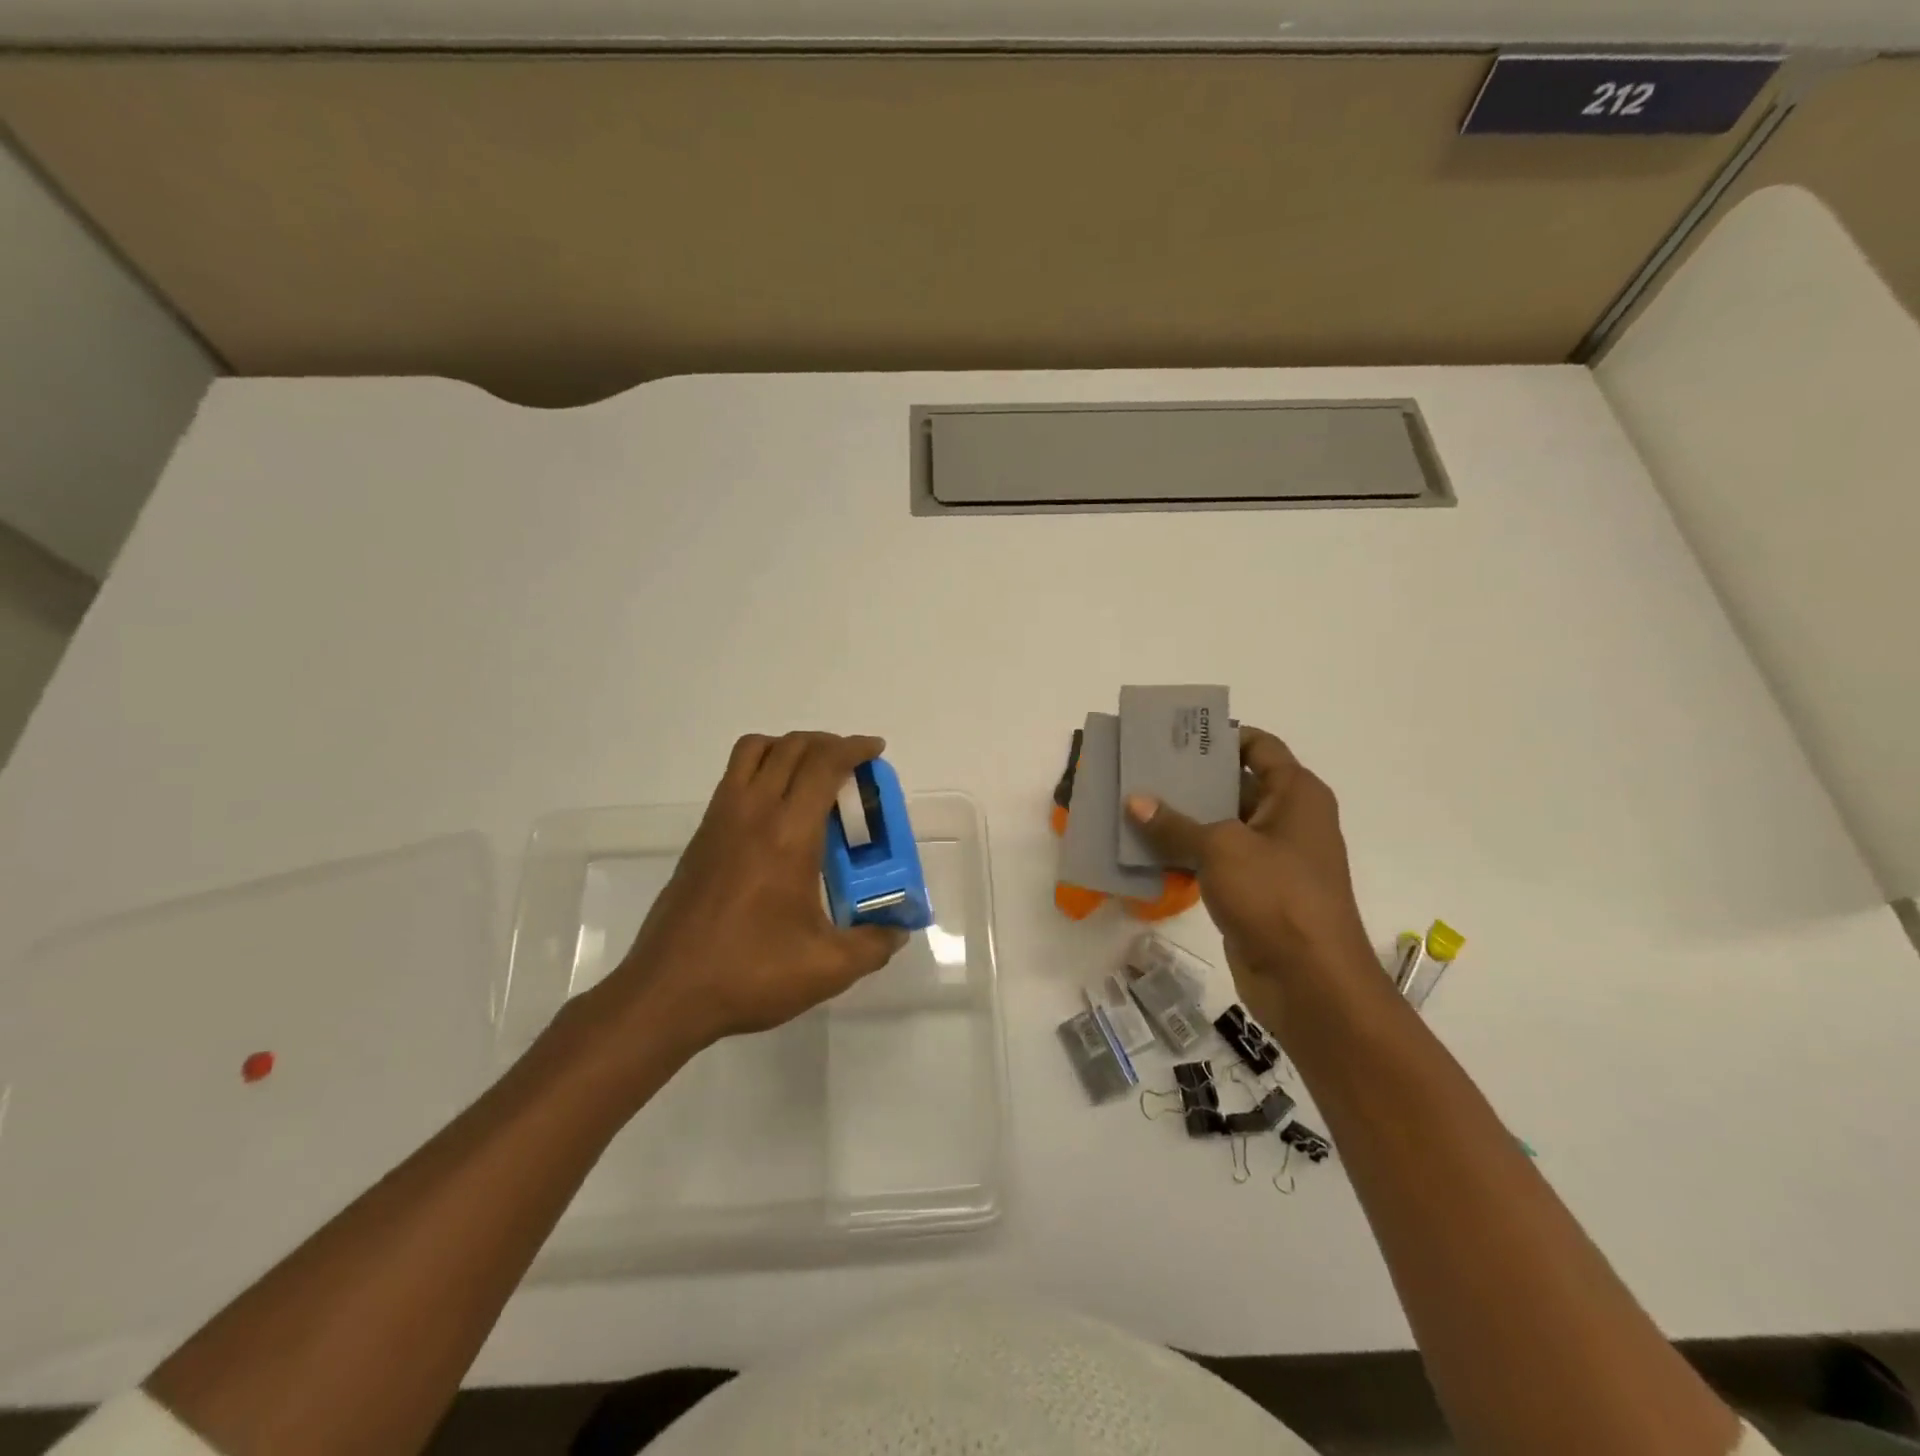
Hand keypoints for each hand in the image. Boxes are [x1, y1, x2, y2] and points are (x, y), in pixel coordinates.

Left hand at [588, 732, 908, 1057]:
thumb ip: (873, 945)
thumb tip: (898, 930)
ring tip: (812, 774)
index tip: (875, 750)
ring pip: (754, 751)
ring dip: (789, 747)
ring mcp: (720, 821)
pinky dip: (762, 769)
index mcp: (788, 835)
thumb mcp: (827, 969)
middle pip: (791, 747)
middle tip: (852, 765)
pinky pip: (734, 777)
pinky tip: (778, 813)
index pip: (823, 765)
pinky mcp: (701, 837)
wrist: (666, 992)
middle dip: (827, 742)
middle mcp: (752, 814)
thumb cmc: (750, 974)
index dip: (853, 748)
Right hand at [1124, 725, 1372, 1020]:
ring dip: (1180, 820)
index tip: (1175, 736)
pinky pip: (1213, 861)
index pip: (1258, 746)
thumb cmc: (1276, 897)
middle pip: (1233, 784)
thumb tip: (1135, 801)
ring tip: (1132, 806)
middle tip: (1140, 770)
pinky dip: (1183, 855)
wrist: (1310, 982)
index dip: (1219, 737)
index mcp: (1295, 794)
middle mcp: (1286, 819)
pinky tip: (1144, 851)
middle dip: (1189, 779)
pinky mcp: (1253, 891)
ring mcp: (1270, 858)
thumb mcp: (1220, 849)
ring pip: (1219, 826)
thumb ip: (1174, 824)